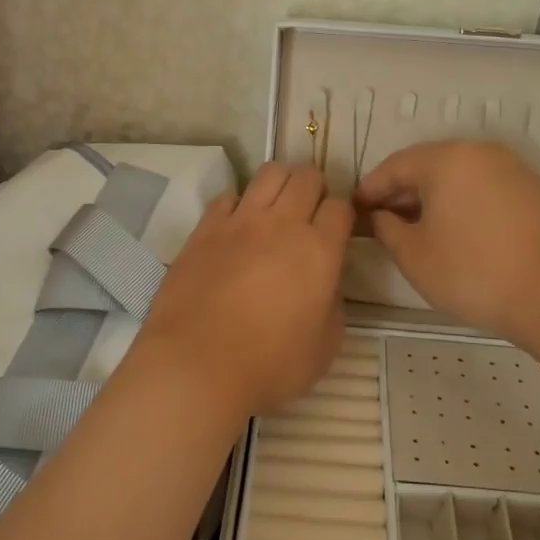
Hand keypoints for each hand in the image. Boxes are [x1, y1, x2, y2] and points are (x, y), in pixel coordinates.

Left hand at [132, 164, 352, 420]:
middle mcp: (282, 224)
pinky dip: (238, 204)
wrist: (196, 366)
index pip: (341, 207)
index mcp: (319, 250)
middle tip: (309, 214)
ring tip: (276, 209)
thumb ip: (333, 306)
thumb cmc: (269, 365)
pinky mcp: (204, 229)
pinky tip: (236, 227)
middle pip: (307, 176)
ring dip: (280, 184)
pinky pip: (228, 196)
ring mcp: (240, 221)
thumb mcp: (325, 347)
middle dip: (315, 188)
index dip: (343, 215)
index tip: (337, 232)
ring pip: (269, 173)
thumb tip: (325, 285)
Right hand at [354, 140, 539, 347]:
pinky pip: (488, 187)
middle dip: (404, 190)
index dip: (371, 187)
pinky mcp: (537, 191)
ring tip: (420, 226)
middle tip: (384, 218)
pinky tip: (461, 231)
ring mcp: (514, 169)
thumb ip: (387, 228)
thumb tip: (382, 215)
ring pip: (461, 175)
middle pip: (430, 164)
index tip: (356, 208)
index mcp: (447, 160)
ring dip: (436, 196)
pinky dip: (466, 202)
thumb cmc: (472, 273)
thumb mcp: (413, 256)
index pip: (396, 165)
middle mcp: (481, 152)